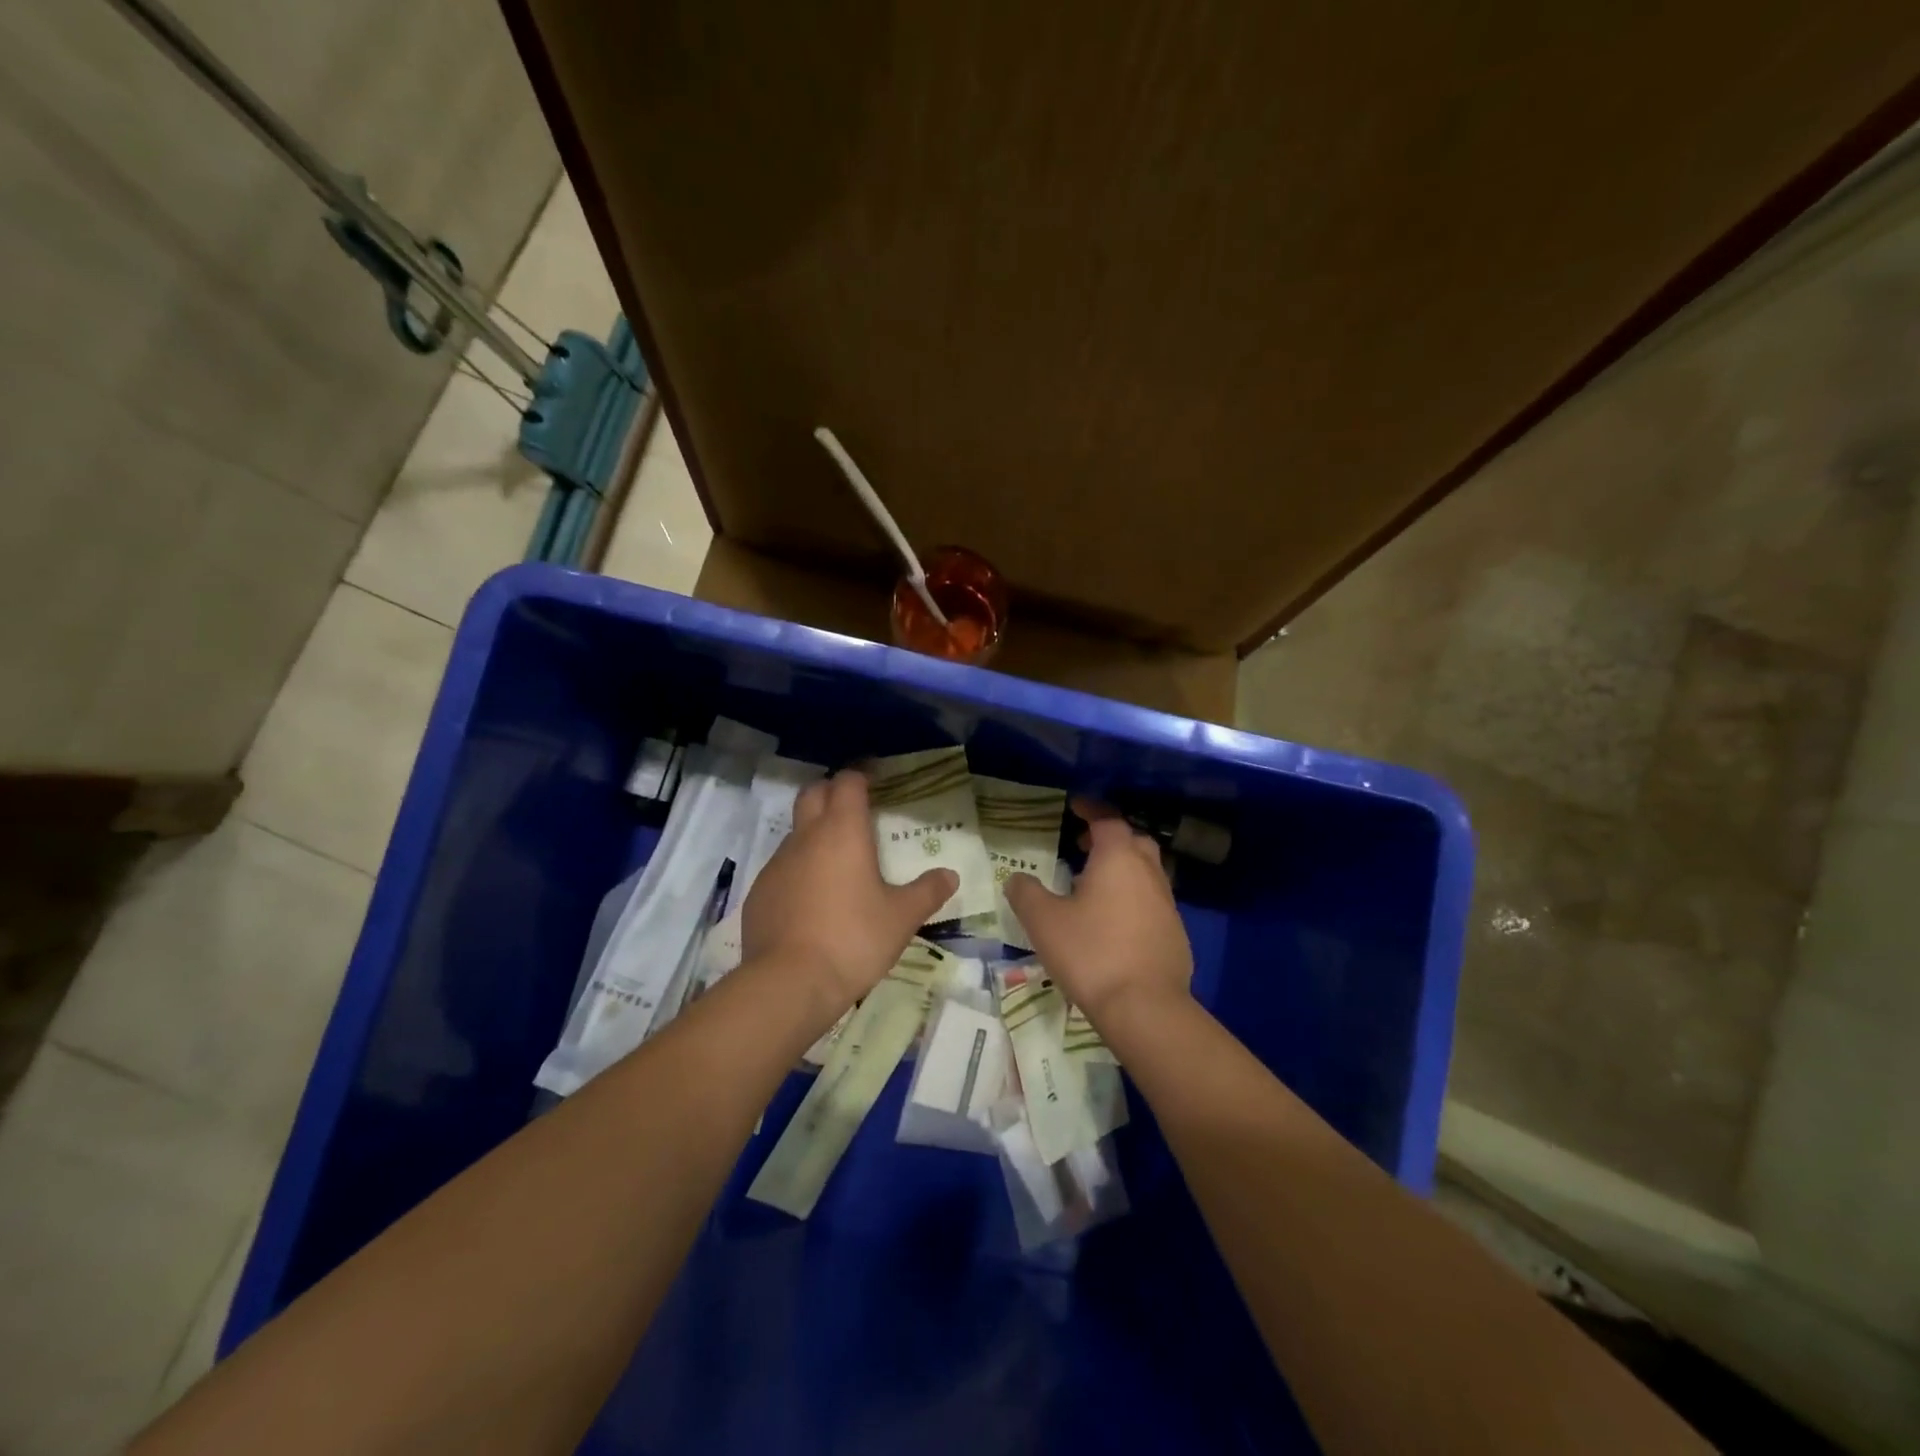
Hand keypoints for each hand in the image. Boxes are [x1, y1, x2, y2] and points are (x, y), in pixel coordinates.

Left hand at [740, 770, 957, 1010]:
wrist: (789, 983)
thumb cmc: (853, 939)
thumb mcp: (901, 918)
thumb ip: (927, 892)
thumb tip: (950, 875)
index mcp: (843, 831)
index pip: (848, 782)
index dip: (861, 776)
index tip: (876, 782)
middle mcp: (806, 837)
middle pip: (813, 793)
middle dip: (832, 792)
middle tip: (854, 810)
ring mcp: (777, 864)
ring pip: (795, 831)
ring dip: (814, 833)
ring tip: (837, 862)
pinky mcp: (759, 892)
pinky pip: (782, 867)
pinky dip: (798, 870)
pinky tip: (813, 900)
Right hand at [1005, 799, 1193, 1028]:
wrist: (1145, 1008)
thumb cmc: (1091, 953)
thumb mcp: (1043, 921)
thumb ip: (1026, 893)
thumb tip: (1017, 879)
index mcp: (1118, 858)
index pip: (1107, 819)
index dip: (1091, 809)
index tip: (1075, 806)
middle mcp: (1148, 872)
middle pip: (1133, 841)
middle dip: (1110, 838)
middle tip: (1084, 846)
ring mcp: (1167, 903)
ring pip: (1146, 872)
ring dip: (1123, 870)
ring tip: (1094, 886)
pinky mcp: (1175, 933)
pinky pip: (1152, 902)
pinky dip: (1133, 899)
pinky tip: (1114, 923)